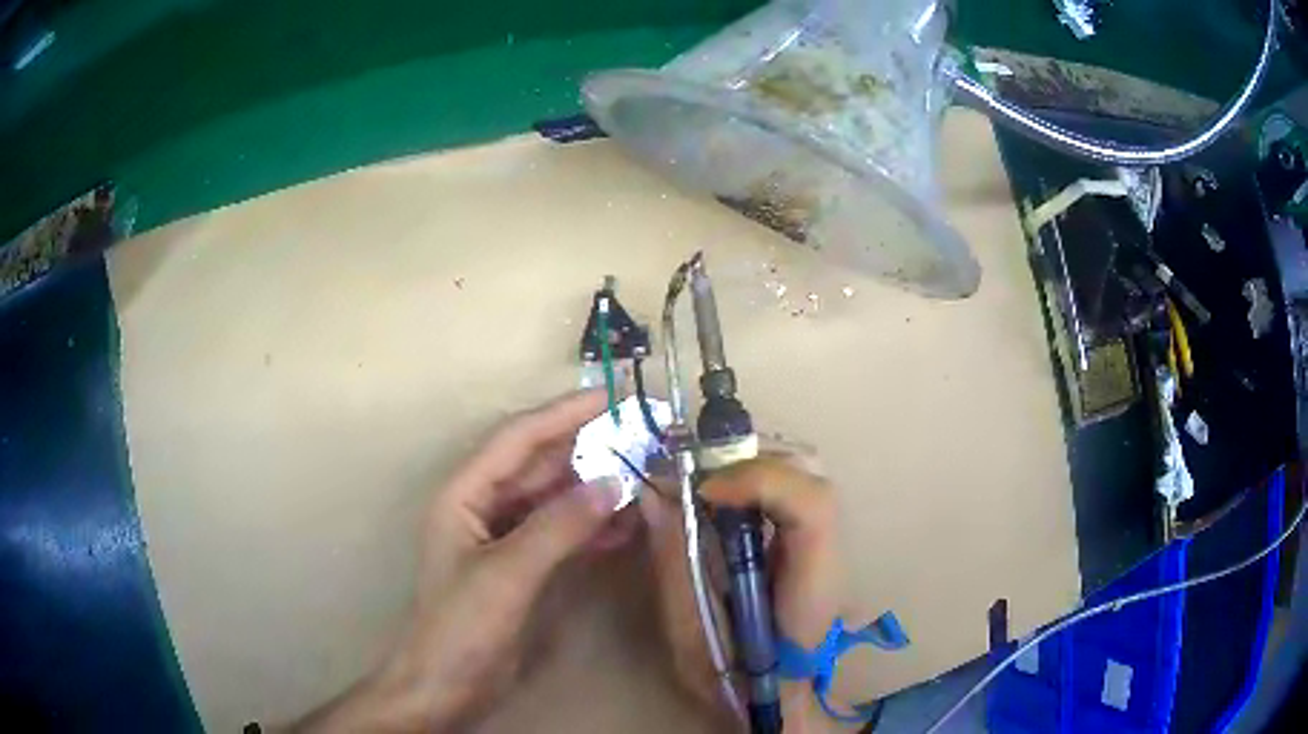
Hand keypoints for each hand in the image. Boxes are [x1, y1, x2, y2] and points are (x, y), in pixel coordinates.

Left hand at [291, 390, 622, 732]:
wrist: (446, 686)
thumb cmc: (461, 627)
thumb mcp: (507, 574)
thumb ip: (558, 527)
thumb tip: (612, 482)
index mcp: (465, 493)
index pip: (517, 438)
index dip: (563, 414)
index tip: (611, 398)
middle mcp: (485, 506)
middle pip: (539, 465)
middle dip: (586, 448)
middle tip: (639, 435)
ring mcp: (506, 537)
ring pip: (555, 498)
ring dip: (594, 487)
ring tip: (643, 475)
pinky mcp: (524, 566)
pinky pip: (563, 532)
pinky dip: (593, 526)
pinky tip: (626, 525)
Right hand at [641, 454, 842, 731]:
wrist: (777, 694)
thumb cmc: (735, 678)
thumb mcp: (692, 636)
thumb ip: (675, 567)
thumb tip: (653, 496)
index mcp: (812, 583)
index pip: (811, 506)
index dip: (757, 481)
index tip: (701, 493)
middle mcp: (830, 552)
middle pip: (807, 472)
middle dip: (746, 461)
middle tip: (693, 480)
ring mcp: (826, 542)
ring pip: (800, 470)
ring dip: (748, 466)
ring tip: (704, 487)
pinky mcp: (812, 540)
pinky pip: (789, 487)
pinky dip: (752, 479)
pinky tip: (722, 498)